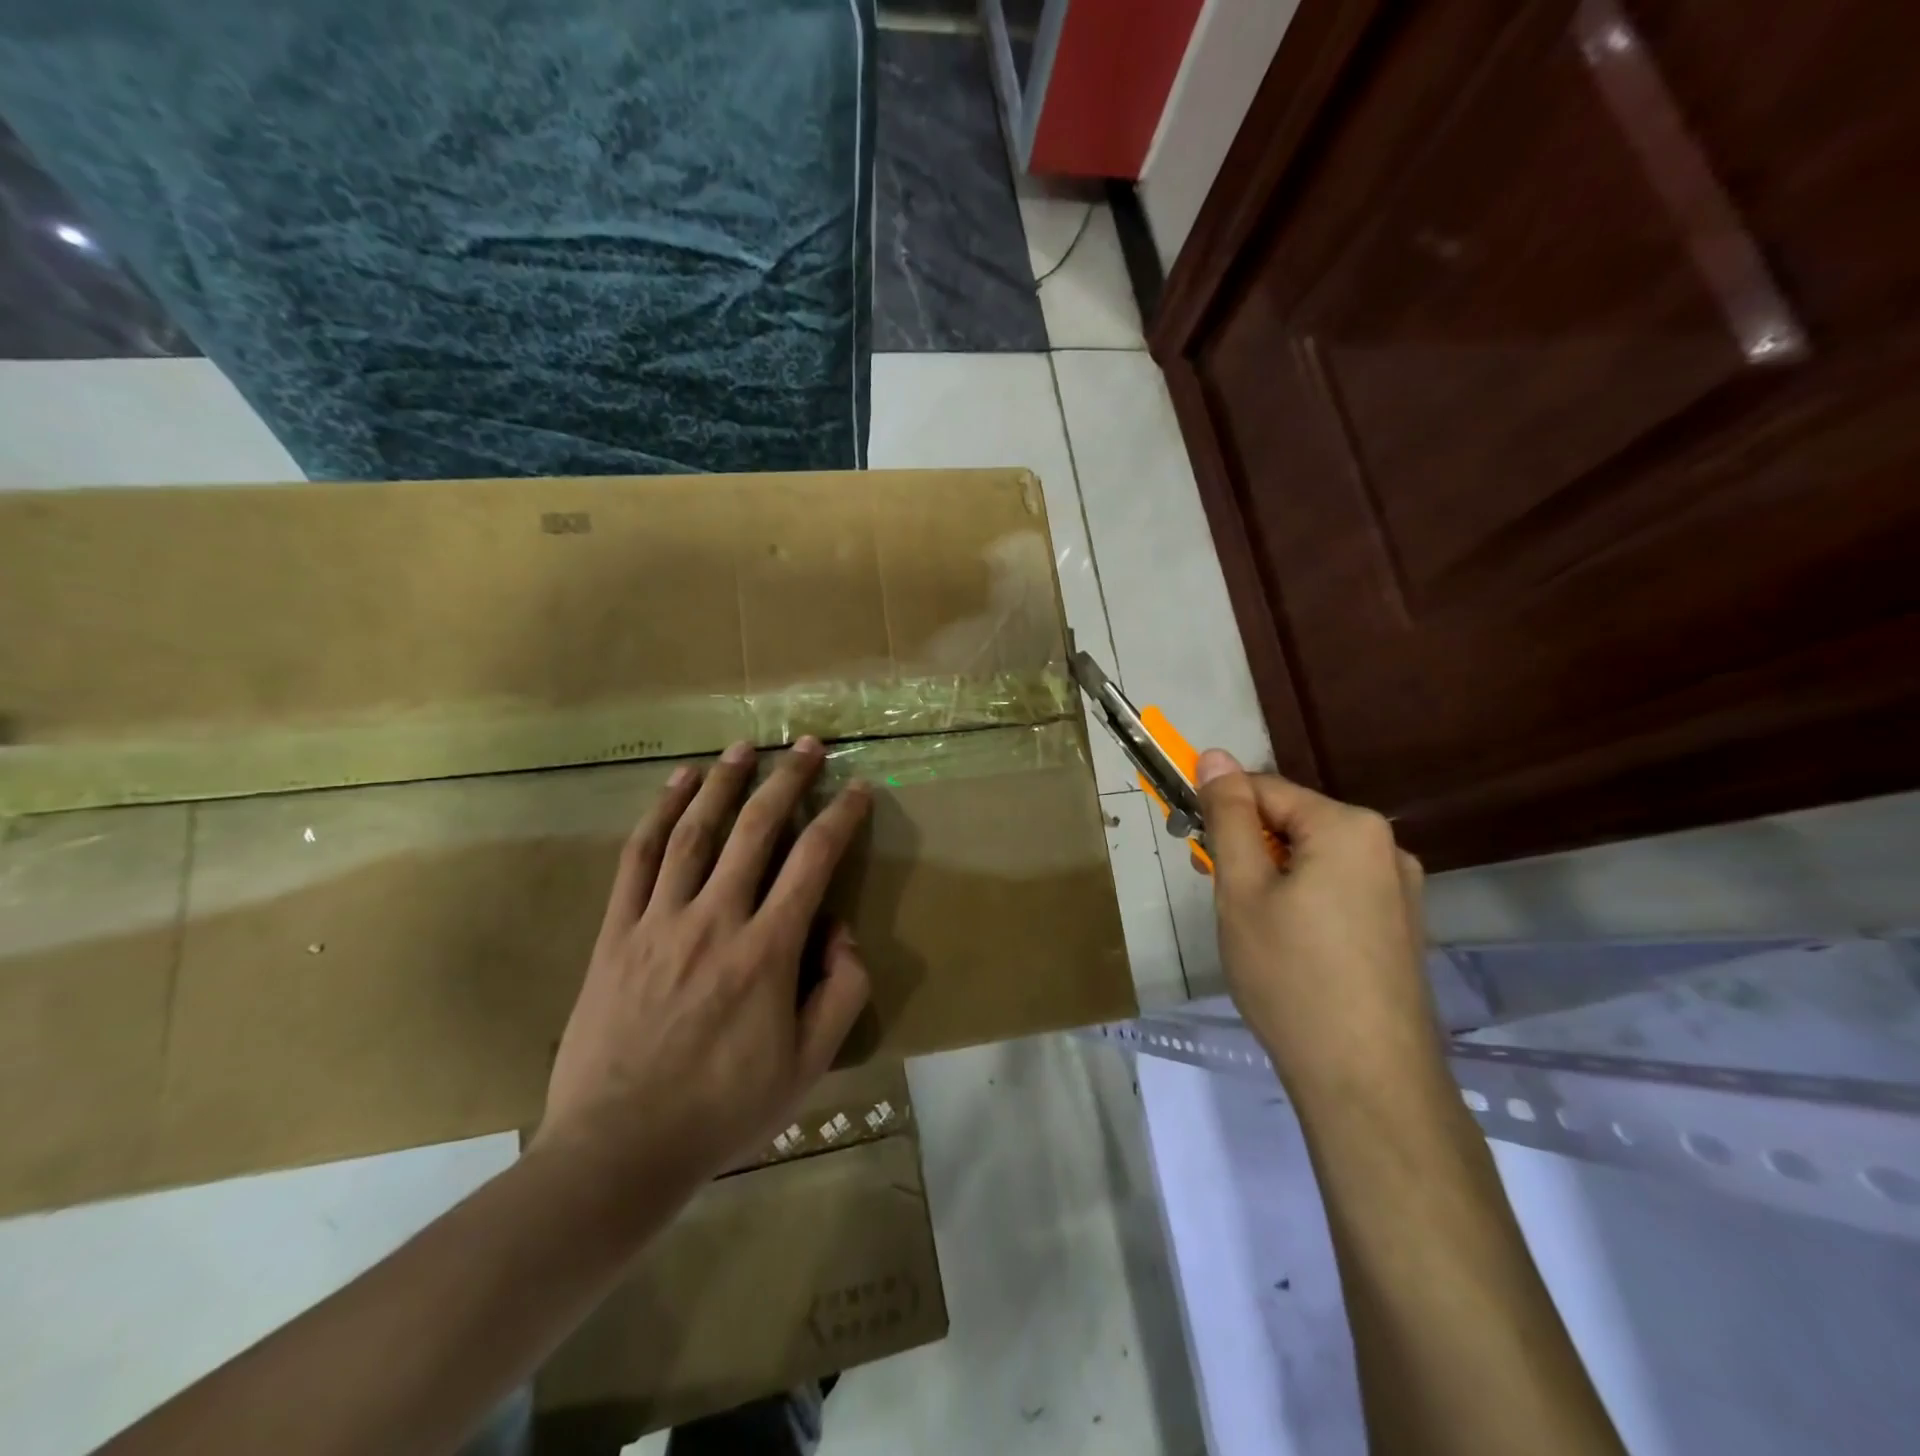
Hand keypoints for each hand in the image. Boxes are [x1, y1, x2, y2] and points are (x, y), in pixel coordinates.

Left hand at [531, 737, 871, 1215]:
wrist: (619, 1149)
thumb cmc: (724, 1110)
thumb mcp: (809, 1066)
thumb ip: (841, 992)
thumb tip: (840, 931)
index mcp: (768, 951)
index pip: (814, 862)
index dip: (840, 817)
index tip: (857, 788)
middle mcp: (716, 920)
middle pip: (757, 830)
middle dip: (788, 780)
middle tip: (807, 744)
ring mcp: (660, 921)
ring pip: (695, 831)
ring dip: (724, 782)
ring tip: (745, 746)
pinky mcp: (617, 932)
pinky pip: (639, 858)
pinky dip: (659, 813)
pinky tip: (677, 783)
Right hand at [1195, 749, 1441, 1098]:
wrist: (1367, 1080)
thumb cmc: (1291, 975)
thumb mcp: (1242, 890)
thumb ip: (1229, 818)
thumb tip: (1215, 756)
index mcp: (1348, 826)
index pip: (1264, 789)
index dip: (1220, 809)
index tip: (1192, 845)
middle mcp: (1385, 846)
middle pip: (1293, 822)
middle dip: (1248, 846)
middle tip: (1218, 893)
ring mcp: (1400, 889)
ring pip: (1314, 858)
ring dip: (1273, 874)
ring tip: (1250, 926)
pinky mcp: (1402, 926)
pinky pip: (1338, 888)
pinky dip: (1303, 899)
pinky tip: (1289, 945)